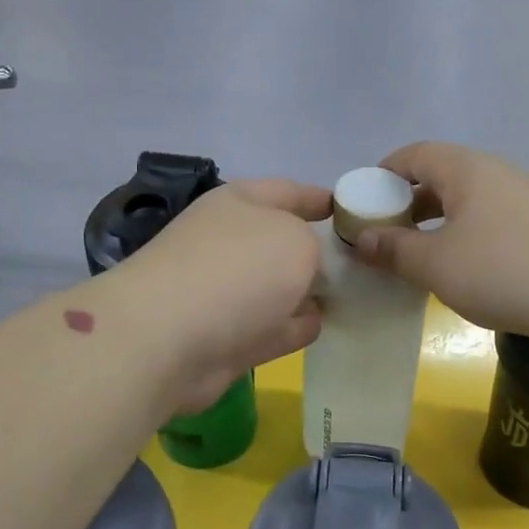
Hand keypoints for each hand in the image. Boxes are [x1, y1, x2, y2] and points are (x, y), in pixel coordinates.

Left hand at [113, 179, 329, 415]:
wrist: (168, 338)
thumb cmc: (237, 270)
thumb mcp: (296, 240)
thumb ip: (314, 249)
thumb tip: (305, 276)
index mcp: (239, 204)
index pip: (287, 191)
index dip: (318, 197)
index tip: (346, 209)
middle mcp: (228, 243)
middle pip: (281, 242)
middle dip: (316, 251)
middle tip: (360, 263)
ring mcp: (223, 292)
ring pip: (277, 288)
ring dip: (305, 293)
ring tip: (346, 297)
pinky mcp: (224, 337)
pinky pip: (270, 326)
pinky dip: (292, 327)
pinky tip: (319, 327)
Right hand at [354, 143, 528, 342]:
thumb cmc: (501, 268)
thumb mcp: (435, 263)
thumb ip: (394, 250)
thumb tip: (361, 239)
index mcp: (466, 169)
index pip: (415, 154)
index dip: (385, 172)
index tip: (365, 198)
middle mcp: (497, 175)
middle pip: (443, 177)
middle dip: (411, 202)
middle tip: (388, 232)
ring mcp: (526, 200)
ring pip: (470, 203)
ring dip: (440, 224)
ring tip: (421, 255)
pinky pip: (493, 224)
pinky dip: (468, 239)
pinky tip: (464, 271)